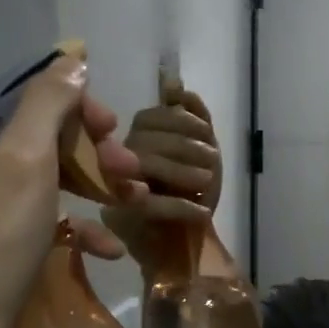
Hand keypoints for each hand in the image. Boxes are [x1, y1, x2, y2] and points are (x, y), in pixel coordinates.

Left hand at [0, 57, 141, 327]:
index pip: (26, 99)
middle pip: (41, 140)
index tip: (112, 128)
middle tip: (129, 169)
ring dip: (94, 187)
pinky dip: (76, 228)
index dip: (76, 108)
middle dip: (91, 152)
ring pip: (47, 180)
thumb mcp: (23, 160)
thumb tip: (71, 58)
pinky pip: (41, 222)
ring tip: (133, 201)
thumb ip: (48, 102)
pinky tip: (108, 246)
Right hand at [103, 82, 222, 271]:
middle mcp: (116, 158)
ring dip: (182, 171)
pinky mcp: (122, 218)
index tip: (208, 135)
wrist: (184, 244)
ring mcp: (115, 188)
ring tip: (208, 180)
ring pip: (144, 166)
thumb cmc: (190, 191)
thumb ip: (192, 115)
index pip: (149, 117)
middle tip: (213, 161)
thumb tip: (174, 83)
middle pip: (144, 140)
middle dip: (185, 147)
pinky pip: (149, 205)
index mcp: (134, 138)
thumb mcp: (202, 149)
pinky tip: (203, 211)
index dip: (181, 121)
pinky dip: (180, 206)